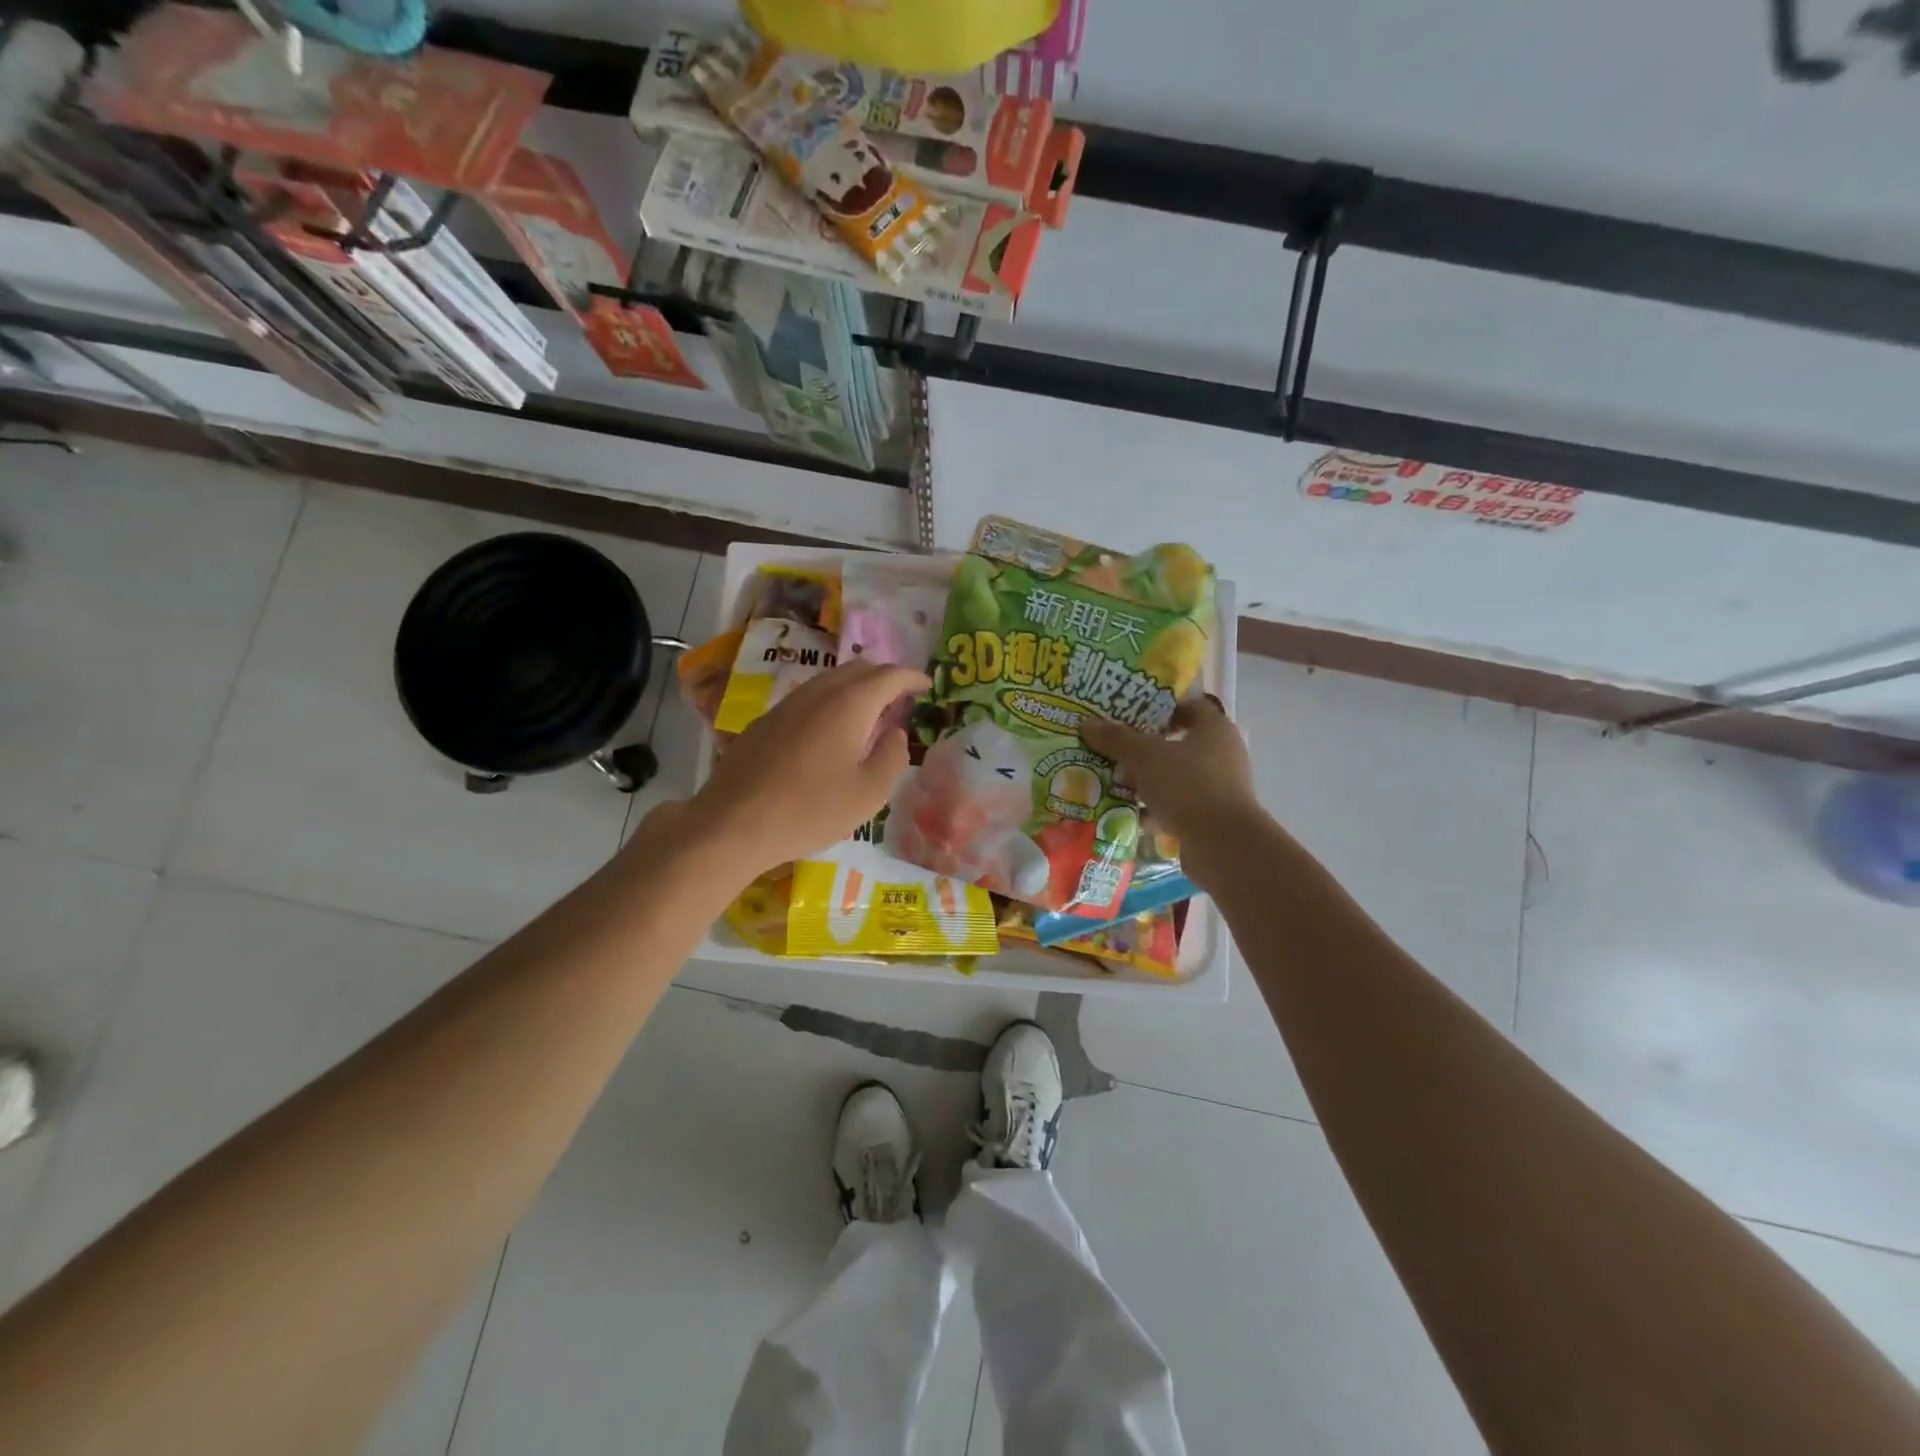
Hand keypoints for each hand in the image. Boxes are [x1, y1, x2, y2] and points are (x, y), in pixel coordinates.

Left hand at [689, 661, 929, 879]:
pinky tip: (829, 731)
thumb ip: (891, 758)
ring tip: (868, 713)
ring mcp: (786, 705)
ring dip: (854, 688)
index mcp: (849, 704)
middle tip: (900, 697)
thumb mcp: (868, 794)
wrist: (733, 823)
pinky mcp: (764, 722)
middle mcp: (817, 693)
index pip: (888, 675)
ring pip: (828, 681)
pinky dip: (829, 703)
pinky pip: (807, 699)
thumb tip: (896, 734)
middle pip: (857, 669)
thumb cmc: (811, 810)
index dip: (911, 677)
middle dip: (883, 677)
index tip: (927, 686)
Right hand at [1082, 696, 1258, 890]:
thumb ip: (1116, 739)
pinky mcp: (1212, 817)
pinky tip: (1130, 814)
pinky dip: (1155, 809)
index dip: (1160, 709)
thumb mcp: (1145, 757)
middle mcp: (1222, 754)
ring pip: (1176, 777)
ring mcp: (1219, 788)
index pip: (1189, 707)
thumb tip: (1088, 723)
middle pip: (1178, 744)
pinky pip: (1178, 805)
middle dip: (1145, 748)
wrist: (1222, 845)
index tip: (1130, 717)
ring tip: (1115, 782)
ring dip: (1148, 781)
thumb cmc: (1187, 786)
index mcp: (1215, 729)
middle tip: (1114, 750)